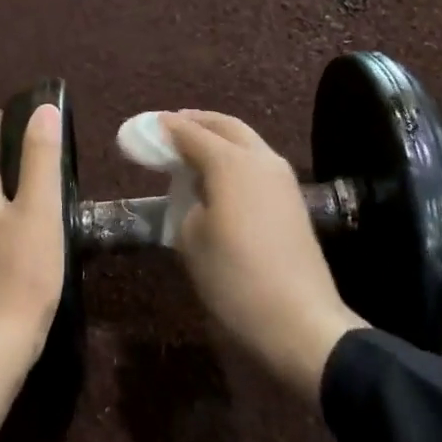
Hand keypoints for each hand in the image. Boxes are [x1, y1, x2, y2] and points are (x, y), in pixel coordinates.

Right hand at [160, 111, 363, 400]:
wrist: (299, 320)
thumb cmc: (234, 279)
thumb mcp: (191, 240)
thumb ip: (186, 202)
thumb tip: (194, 190)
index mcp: (231, 164)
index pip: (190, 133)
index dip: (164, 128)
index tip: (143, 126)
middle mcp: (260, 159)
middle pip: (226, 126)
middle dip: (196, 121)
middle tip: (169, 128)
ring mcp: (282, 179)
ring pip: (247, 142)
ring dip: (218, 138)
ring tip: (190, 149)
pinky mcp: (292, 200)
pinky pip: (257, 163)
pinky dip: (234, 158)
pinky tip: (217, 176)